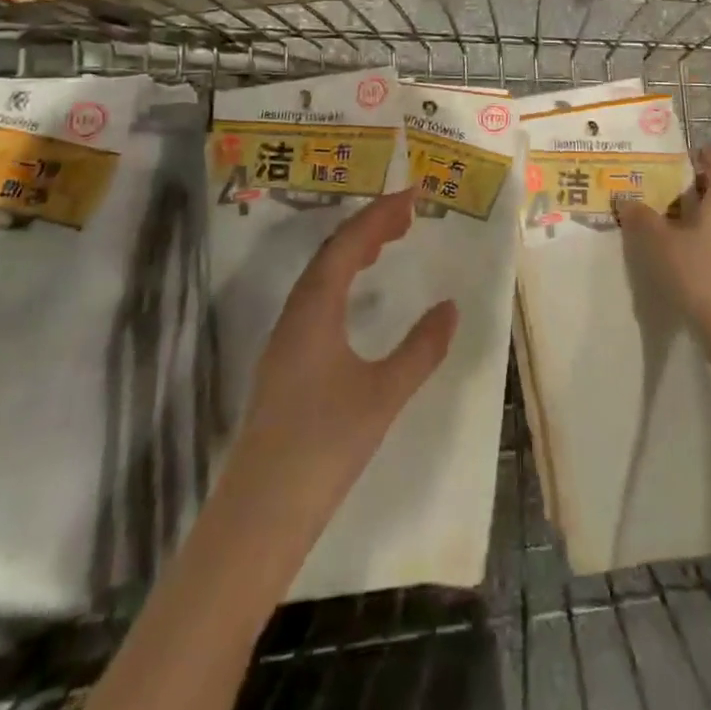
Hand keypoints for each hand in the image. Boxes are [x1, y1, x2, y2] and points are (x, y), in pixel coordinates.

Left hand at [231, 190, 457, 530]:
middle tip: (408, 214)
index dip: (380, 213)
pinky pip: (317, 299)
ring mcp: (285, 339)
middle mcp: (295, 314)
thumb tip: (450, 306)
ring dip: (354, 251)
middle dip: (369, 226)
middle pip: (331, 252)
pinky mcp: (285, 363)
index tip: (412, 194)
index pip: (347, 243)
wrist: (260, 515)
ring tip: (389, 242)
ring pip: (320, 276)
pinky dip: (343, 279)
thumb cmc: (324, 446)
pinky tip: (358, 296)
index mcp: (315, 310)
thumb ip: (421, 348)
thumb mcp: (384, 394)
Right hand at [617, 144, 710, 351]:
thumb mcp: (658, 243)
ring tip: (660, 218)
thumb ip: (640, 217)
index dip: (701, 152)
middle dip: (688, 183)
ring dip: (692, 209)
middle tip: (656, 187)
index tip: (673, 160)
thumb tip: (624, 198)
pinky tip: (676, 247)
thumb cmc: (698, 272)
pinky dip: (699, 232)